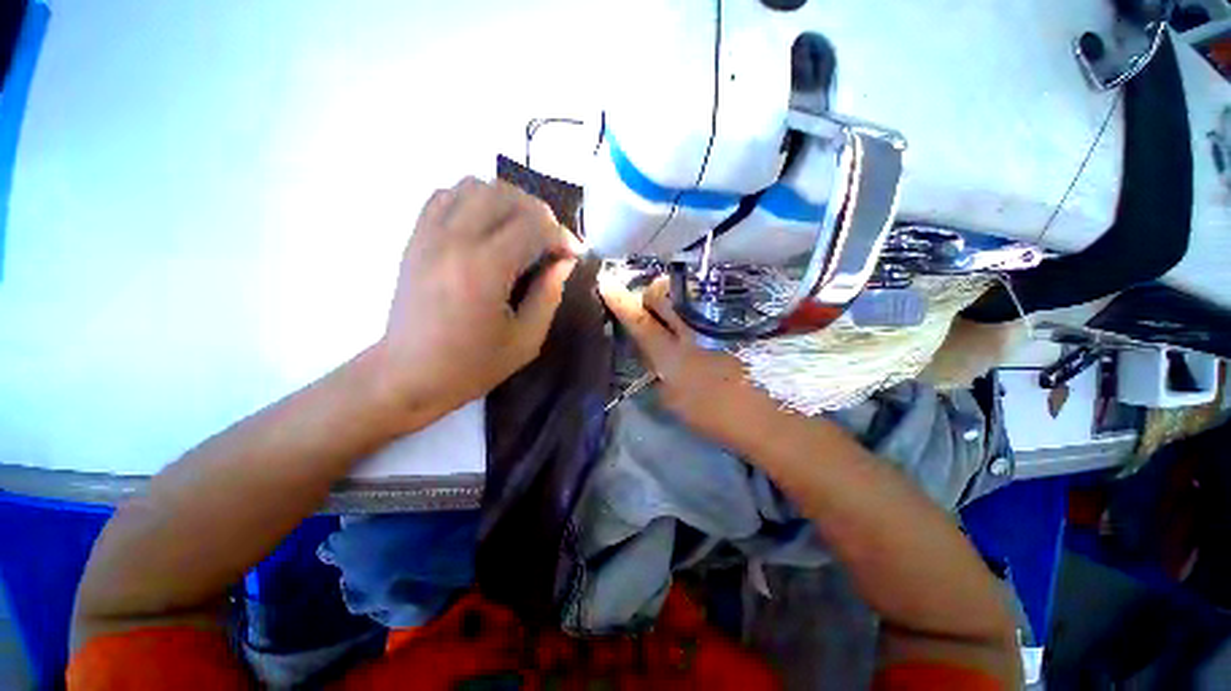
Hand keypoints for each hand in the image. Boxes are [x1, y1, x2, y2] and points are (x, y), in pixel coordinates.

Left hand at [378, 177, 580, 425]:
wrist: (408, 374)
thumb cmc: (472, 365)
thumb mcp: (526, 339)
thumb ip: (550, 294)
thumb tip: (564, 261)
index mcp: (486, 269)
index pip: (533, 226)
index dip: (561, 235)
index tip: (572, 253)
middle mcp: (455, 240)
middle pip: (505, 195)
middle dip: (539, 213)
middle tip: (550, 240)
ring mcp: (430, 234)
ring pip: (475, 185)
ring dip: (507, 202)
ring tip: (521, 230)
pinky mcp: (415, 237)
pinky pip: (446, 195)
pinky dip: (474, 200)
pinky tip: (486, 226)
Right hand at [599, 276, 780, 451]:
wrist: (774, 416)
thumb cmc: (718, 417)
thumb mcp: (675, 402)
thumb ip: (658, 371)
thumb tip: (650, 349)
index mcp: (673, 358)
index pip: (640, 322)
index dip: (620, 302)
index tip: (606, 283)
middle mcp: (695, 332)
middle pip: (664, 293)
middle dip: (653, 294)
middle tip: (657, 307)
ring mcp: (721, 321)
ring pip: (688, 289)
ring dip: (678, 295)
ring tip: (685, 310)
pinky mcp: (742, 316)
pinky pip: (714, 296)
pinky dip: (702, 299)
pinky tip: (707, 313)